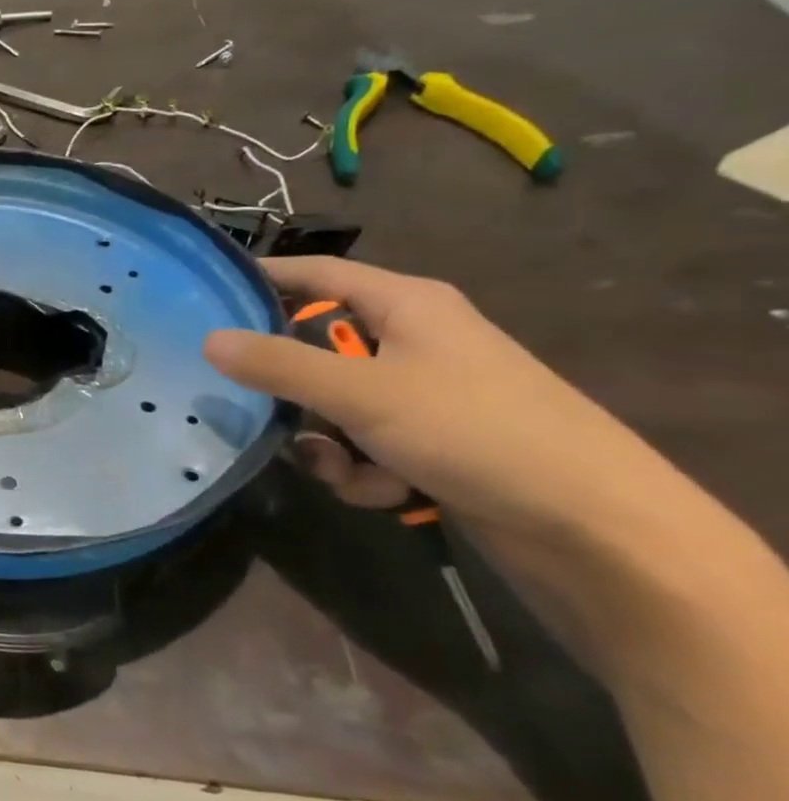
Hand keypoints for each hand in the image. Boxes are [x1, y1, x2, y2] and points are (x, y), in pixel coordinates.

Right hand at [203, 257, 676, 541]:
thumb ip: (277, 365)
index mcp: (407, 305)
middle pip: (319, 347)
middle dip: (290, 388)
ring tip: (343, 469)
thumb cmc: (473, 430)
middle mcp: (414, 342)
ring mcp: (426, 396)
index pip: (317, 273)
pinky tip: (386, 492)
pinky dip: (363, 470)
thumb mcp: (360, 392)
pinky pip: (367, 445)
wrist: (593, 527)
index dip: (264, 278)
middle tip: (251, 404)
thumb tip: (209, 339)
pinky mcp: (435, 444)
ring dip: (326, 442)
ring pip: (336, 406)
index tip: (207, 294)